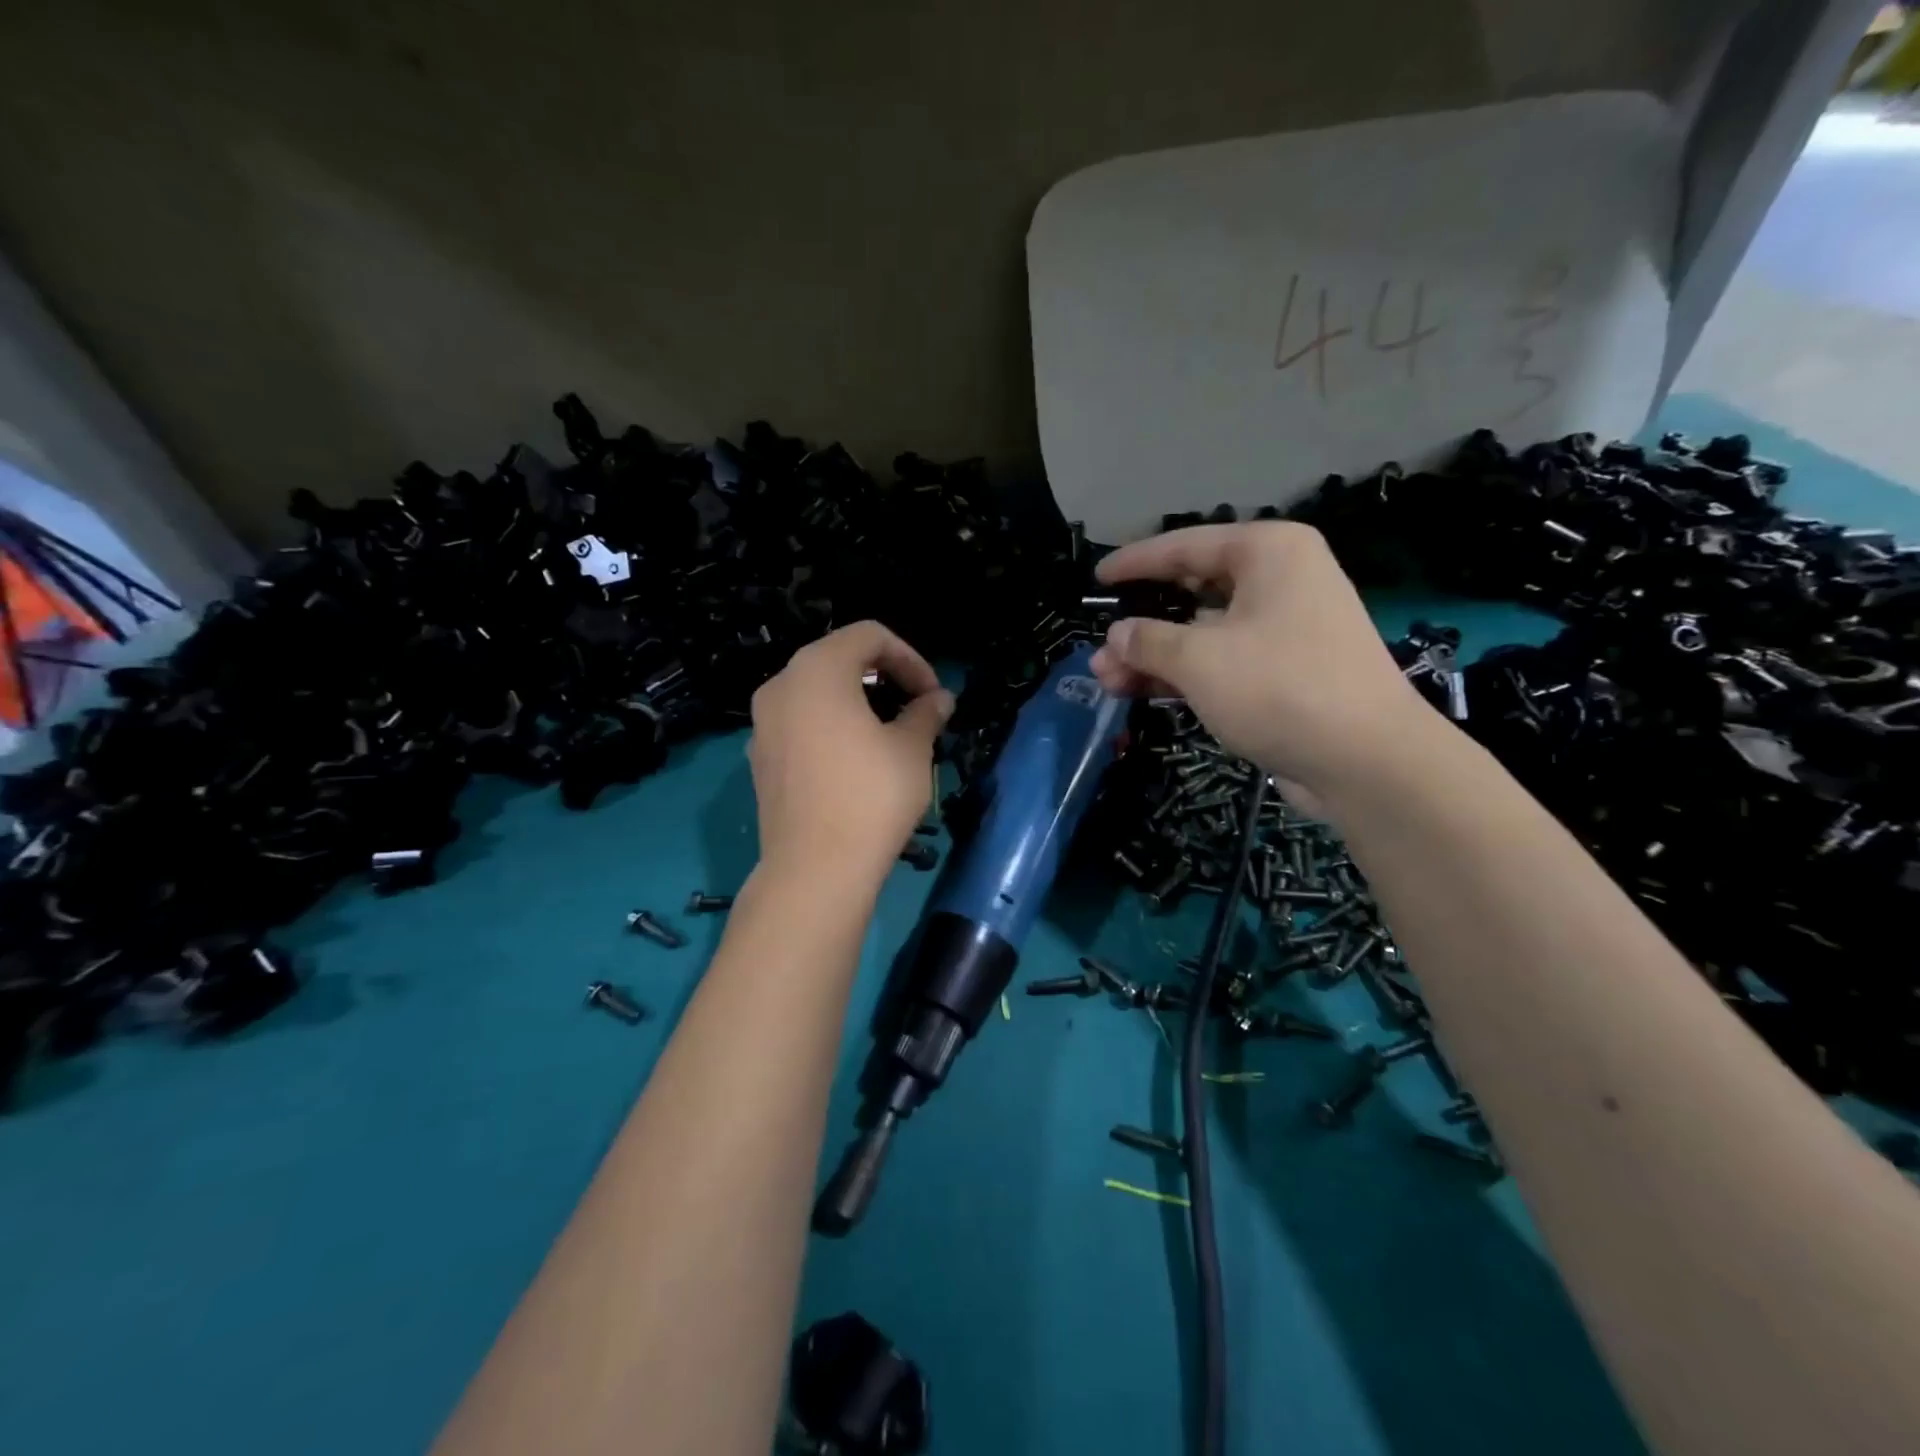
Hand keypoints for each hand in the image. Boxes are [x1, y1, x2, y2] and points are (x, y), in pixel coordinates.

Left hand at [748, 621, 951, 888]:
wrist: (815, 869)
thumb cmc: (871, 796)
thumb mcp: (912, 749)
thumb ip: (926, 712)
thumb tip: (939, 699)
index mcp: (817, 669)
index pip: (869, 635)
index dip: (910, 658)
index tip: (933, 695)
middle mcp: (780, 686)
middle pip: (838, 659)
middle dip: (884, 678)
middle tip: (916, 710)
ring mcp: (763, 724)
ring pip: (817, 693)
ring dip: (858, 703)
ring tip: (890, 735)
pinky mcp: (760, 759)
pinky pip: (800, 724)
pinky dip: (830, 727)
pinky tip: (854, 762)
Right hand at [1088, 522, 1435, 811]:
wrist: (1366, 761)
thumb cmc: (1279, 688)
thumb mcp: (1199, 659)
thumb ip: (1148, 640)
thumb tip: (1116, 636)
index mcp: (1268, 553)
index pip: (1185, 546)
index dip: (1135, 563)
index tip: (1097, 579)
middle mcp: (1280, 581)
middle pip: (1192, 593)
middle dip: (1141, 624)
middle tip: (1100, 650)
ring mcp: (1285, 629)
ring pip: (1203, 633)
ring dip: (1155, 656)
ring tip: (1108, 680)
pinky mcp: (1285, 672)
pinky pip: (1222, 662)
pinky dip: (1184, 675)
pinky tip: (1143, 693)